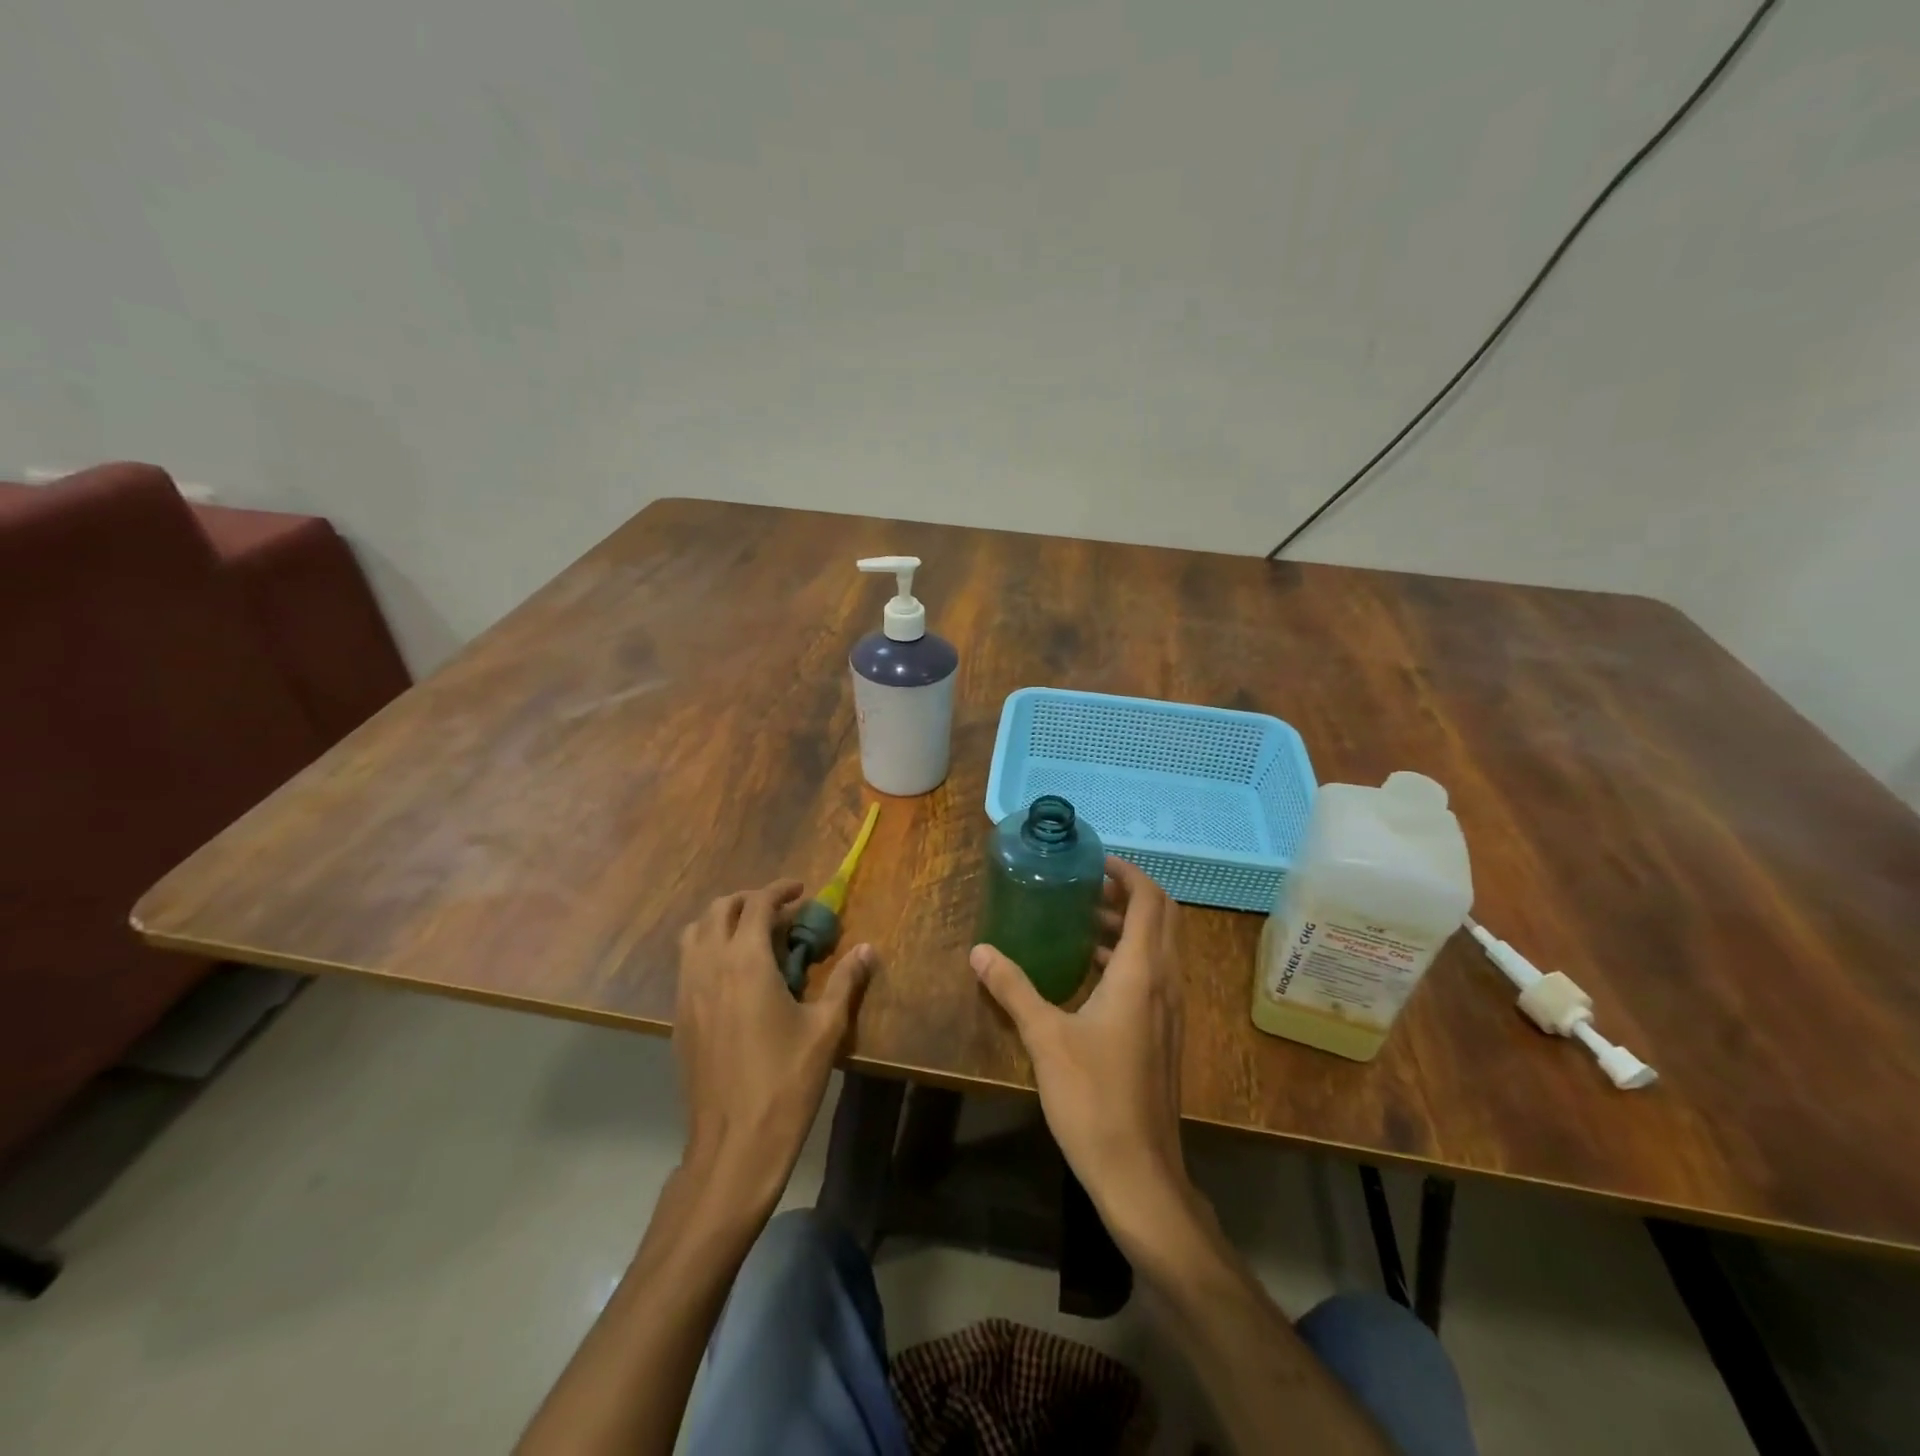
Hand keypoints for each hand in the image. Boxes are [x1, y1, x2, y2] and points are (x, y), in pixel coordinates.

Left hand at [673, 880, 873, 1210]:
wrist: (733, 1144)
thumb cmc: (785, 1081)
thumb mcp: (826, 1028)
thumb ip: (845, 981)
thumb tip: (868, 949)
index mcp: (745, 961)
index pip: (757, 904)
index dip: (780, 891)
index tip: (801, 891)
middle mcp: (709, 966)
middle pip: (719, 909)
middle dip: (749, 900)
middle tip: (780, 910)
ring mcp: (687, 991)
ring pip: (695, 933)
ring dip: (723, 921)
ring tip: (753, 934)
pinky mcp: (678, 1016)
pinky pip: (688, 963)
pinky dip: (709, 949)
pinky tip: (735, 974)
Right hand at [970, 857, 1192, 1249]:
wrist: (1139, 1173)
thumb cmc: (1093, 1097)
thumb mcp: (1044, 1037)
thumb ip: (1012, 988)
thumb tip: (980, 951)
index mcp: (1141, 973)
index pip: (1149, 900)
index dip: (1127, 873)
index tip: (1094, 862)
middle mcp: (1164, 983)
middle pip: (1162, 918)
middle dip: (1128, 894)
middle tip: (1086, 886)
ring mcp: (1170, 1011)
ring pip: (1160, 947)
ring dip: (1129, 926)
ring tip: (1082, 921)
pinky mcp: (1165, 1034)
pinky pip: (1155, 975)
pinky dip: (1129, 957)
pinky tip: (1090, 973)